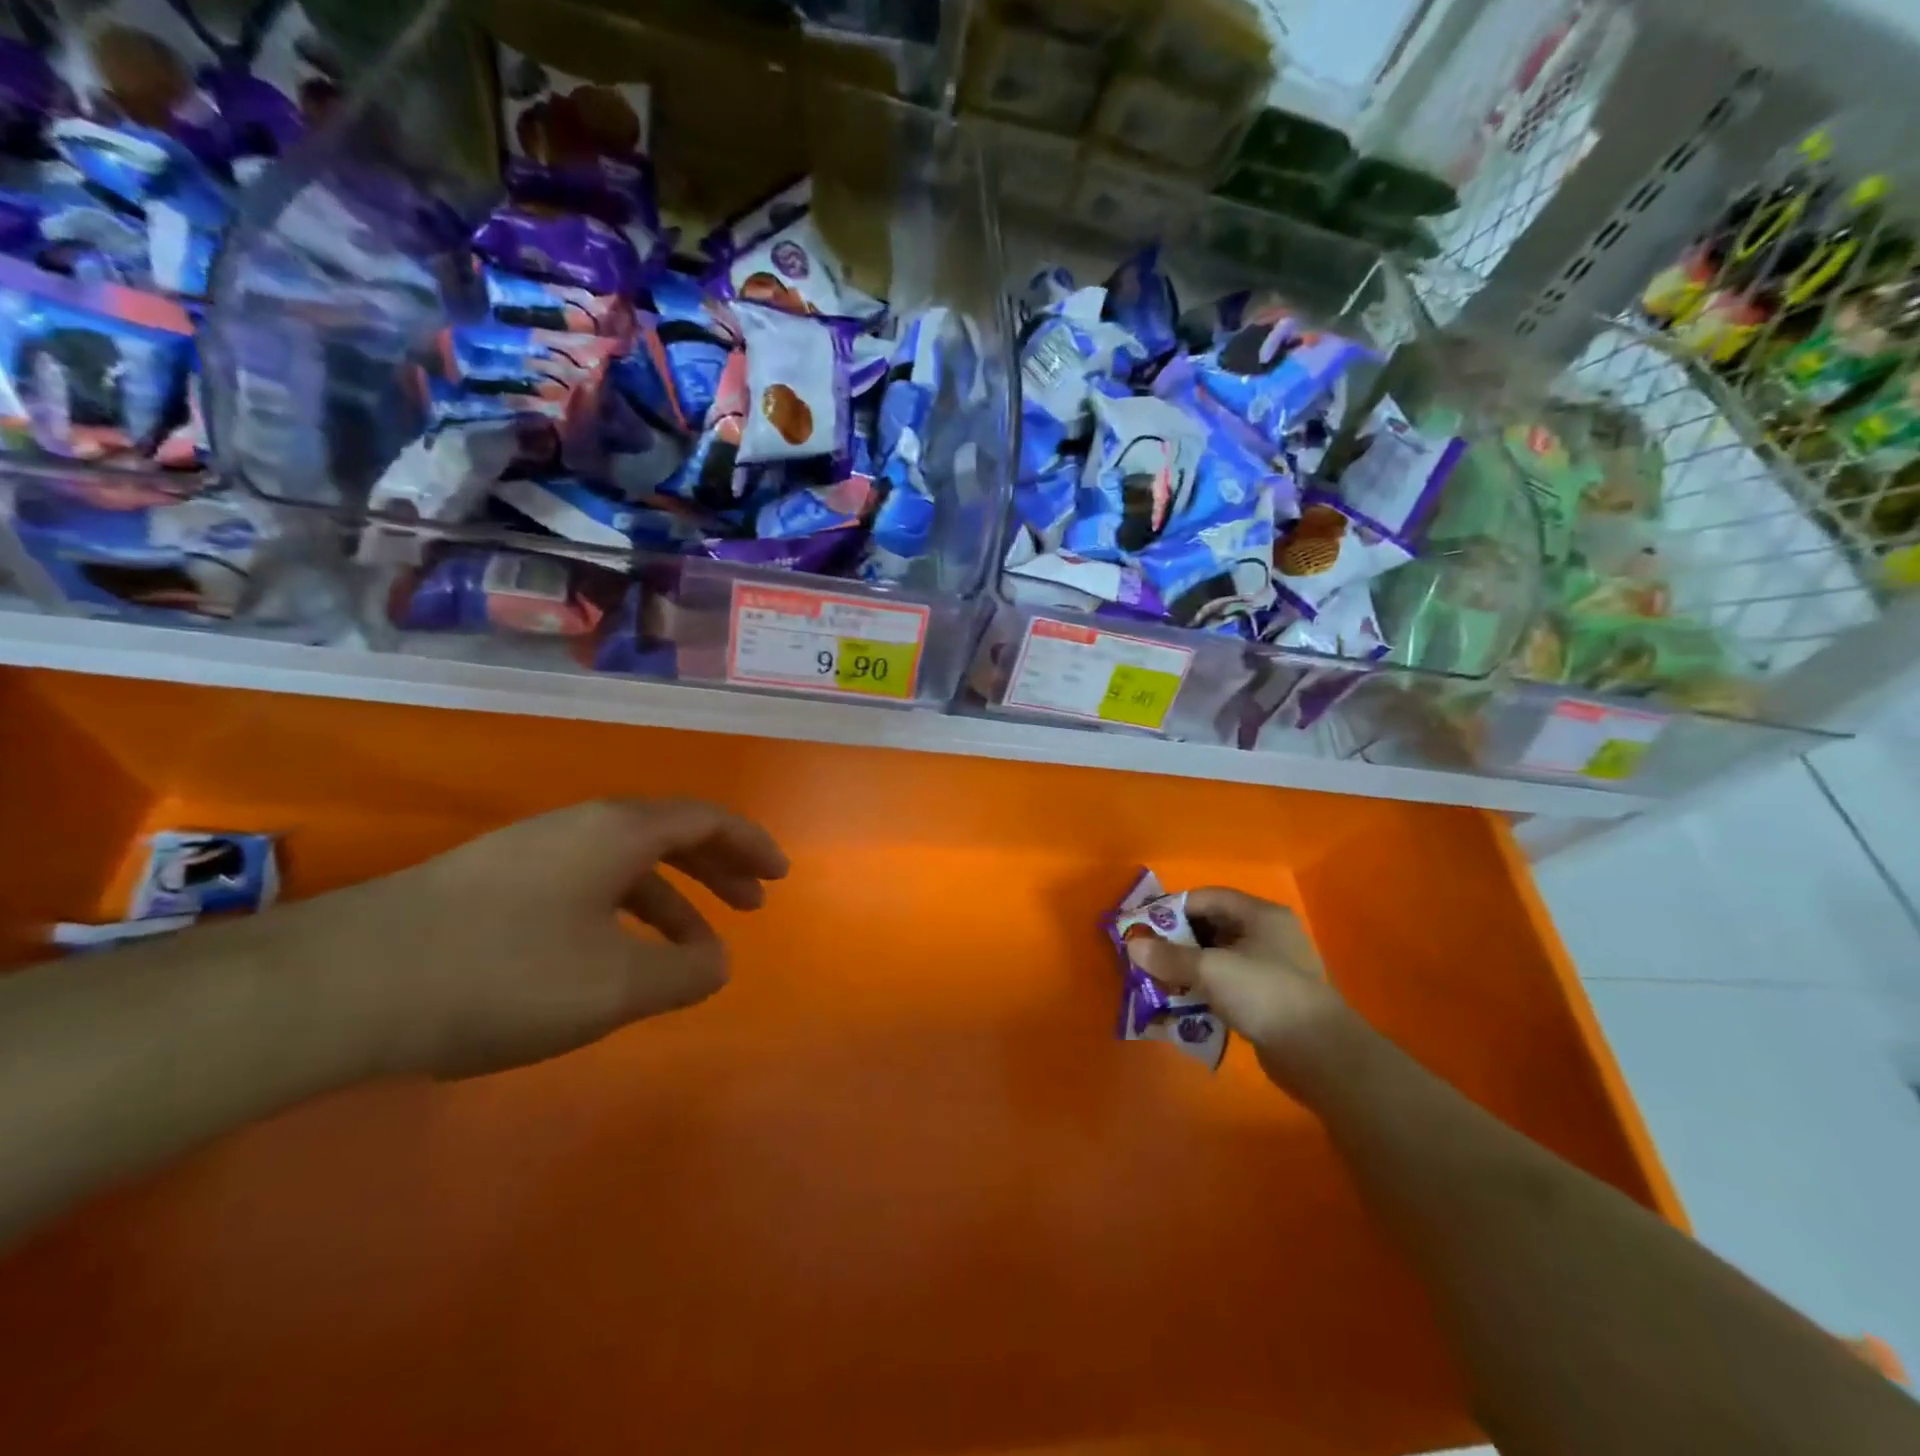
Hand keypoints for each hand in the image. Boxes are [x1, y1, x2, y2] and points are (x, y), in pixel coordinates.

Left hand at [274, 799, 787, 1079]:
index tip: (780, 876)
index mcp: (618, 832)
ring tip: (691, 948)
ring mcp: (530, 853)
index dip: (751, 844)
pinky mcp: (492, 885)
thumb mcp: (614, 986)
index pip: (706, 820)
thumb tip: (717, 961)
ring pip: (624, 865)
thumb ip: (684, 974)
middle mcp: (579, 827)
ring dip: (670, 899)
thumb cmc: (503, 974)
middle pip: (669, 835)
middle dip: (718, 869)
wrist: (339, 987)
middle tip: (752, 904)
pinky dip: (622, 914)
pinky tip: (613, 958)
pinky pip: (585, 886)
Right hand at [1125, 887, 1350, 1093]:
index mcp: (1260, 915)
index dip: (1173, 909)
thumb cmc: (1264, 994)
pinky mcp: (1268, 998)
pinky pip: (1227, 984)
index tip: (1144, 926)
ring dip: (1187, 968)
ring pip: (1218, 958)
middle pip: (1211, 927)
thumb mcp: (1210, 970)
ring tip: (1158, 981)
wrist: (1319, 1054)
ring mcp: (1270, 968)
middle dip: (1176, 942)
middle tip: (1146, 955)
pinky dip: (1204, 990)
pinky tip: (1182, 1004)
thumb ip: (1169, 956)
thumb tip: (1132, 945)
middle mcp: (1267, 935)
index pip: (1207, 898)